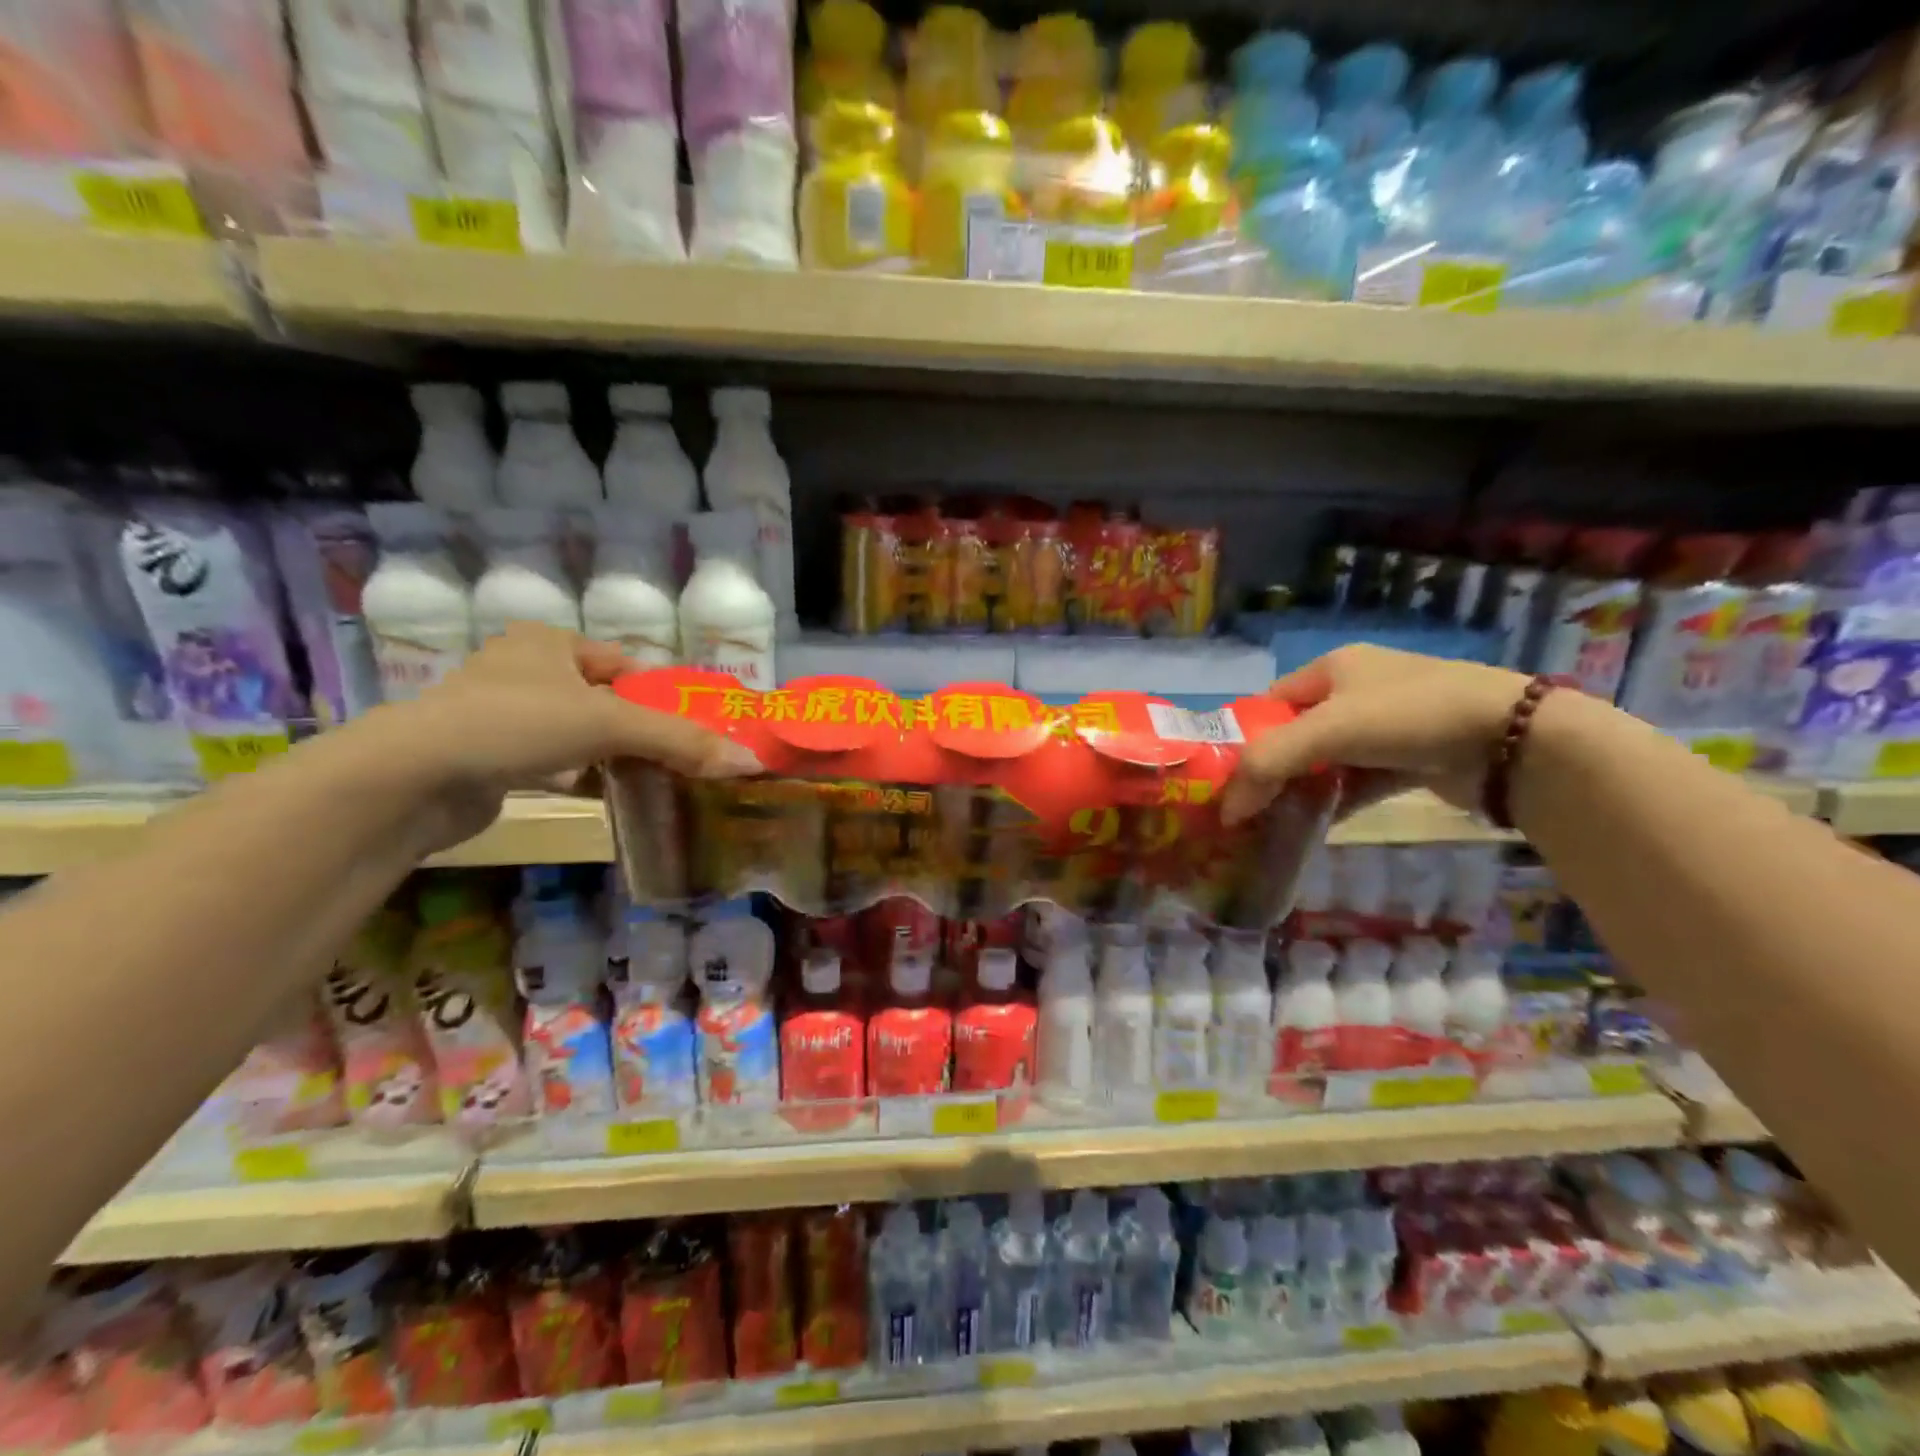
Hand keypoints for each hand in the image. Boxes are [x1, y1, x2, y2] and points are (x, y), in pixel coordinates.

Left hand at [365, 624, 761, 851]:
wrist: (412, 778)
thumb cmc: (515, 724)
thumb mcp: (608, 724)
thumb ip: (680, 741)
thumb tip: (751, 762)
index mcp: (549, 642)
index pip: (624, 664)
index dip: (660, 693)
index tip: (692, 725)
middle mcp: (525, 670)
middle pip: (605, 700)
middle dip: (640, 729)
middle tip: (682, 756)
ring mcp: (504, 715)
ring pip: (580, 733)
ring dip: (613, 755)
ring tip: (656, 777)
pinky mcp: (492, 757)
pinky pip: (554, 761)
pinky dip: (582, 776)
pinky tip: (609, 794)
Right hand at [1220, 645, 1528, 825]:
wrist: (1514, 740)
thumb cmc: (1408, 716)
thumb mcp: (1326, 731)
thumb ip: (1267, 764)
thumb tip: (1225, 810)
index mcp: (1334, 667)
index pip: (1271, 701)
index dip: (1246, 735)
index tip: (1227, 775)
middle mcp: (1358, 691)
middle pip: (1297, 733)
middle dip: (1273, 768)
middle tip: (1246, 806)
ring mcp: (1388, 727)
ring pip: (1328, 760)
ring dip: (1304, 788)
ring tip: (1273, 822)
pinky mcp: (1412, 758)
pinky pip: (1358, 780)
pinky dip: (1337, 801)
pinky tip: (1314, 826)